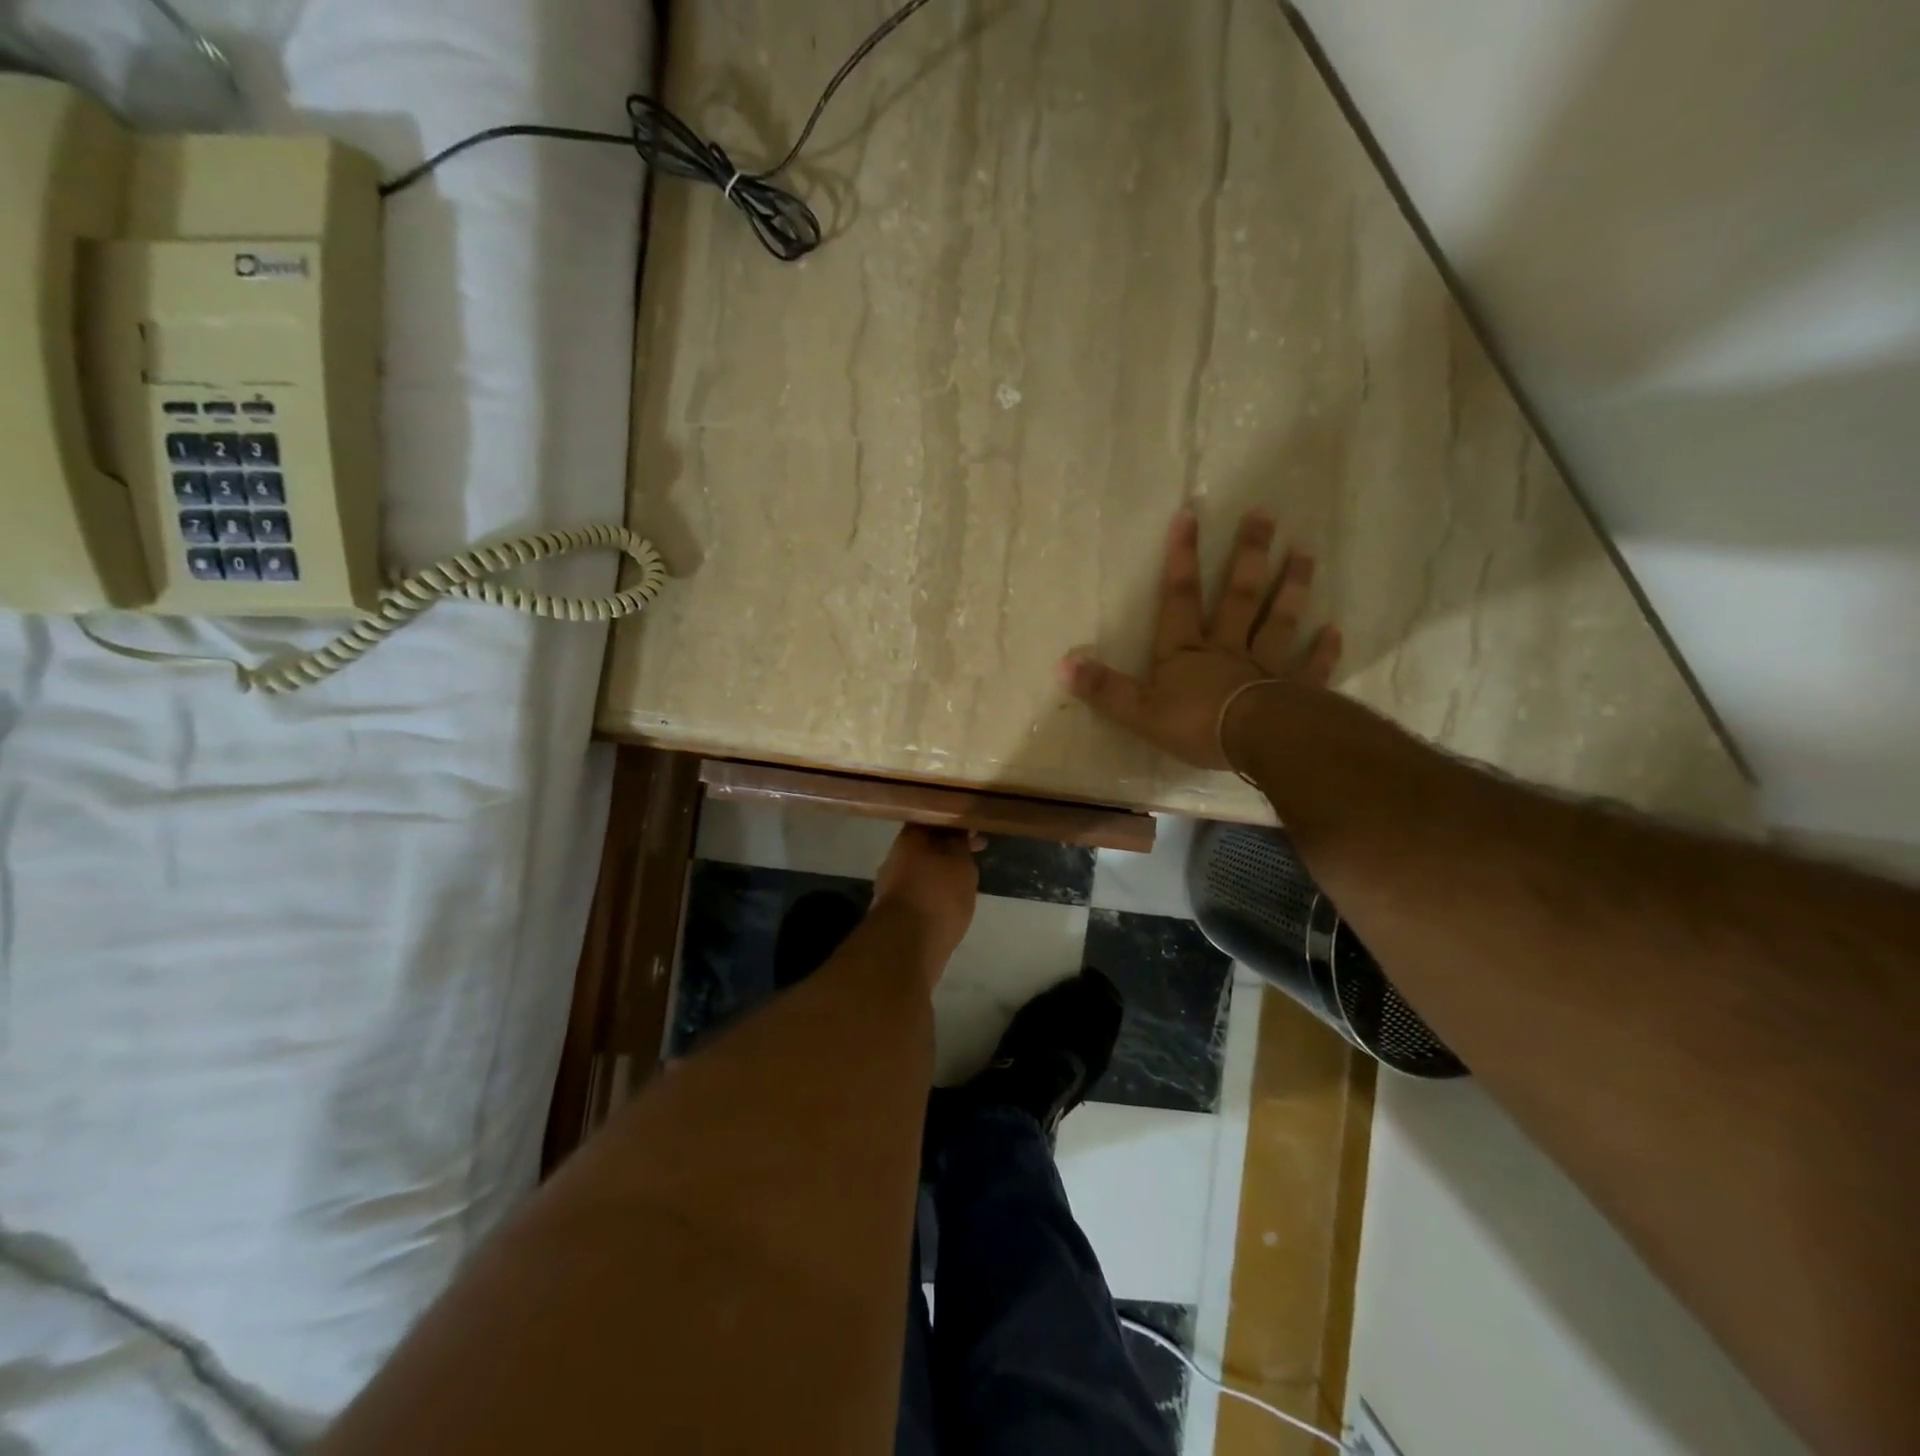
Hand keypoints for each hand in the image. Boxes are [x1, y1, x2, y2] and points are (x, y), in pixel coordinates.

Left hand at [871, 825, 982, 970]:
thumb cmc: (938, 895)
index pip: (931, 818)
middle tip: (976, 851)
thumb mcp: (959, 861)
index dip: (953, 821)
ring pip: (923, 868)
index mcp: (908, 838)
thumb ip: (959, 841)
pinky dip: (936, 892)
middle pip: (926, 844)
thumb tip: (957, 829)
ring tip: (969, 878)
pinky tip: (953, 900)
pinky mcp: (896, 911)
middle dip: (949, 847)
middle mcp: (895, 857)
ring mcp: (892, 886)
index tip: (973, 827)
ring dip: (943, 870)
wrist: (908, 945)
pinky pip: (921, 892)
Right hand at [1057, 509, 1340, 769]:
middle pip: (1238, 595)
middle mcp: (1228, 648)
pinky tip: (1334, 630)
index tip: (1190, 514)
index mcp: (1186, 652)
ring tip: (1305, 552)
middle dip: (1248, 555)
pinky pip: (1311, 667)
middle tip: (1265, 515)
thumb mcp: (1137, 711)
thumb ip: (1103, 688)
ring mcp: (1266, 667)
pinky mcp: (1296, 691)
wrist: (1256, 742)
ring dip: (1291, 587)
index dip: (1181, 558)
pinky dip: (1323, 650)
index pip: (1179, 598)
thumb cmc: (1195, 725)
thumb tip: (1063, 664)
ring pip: (1278, 620)